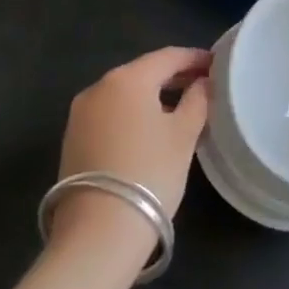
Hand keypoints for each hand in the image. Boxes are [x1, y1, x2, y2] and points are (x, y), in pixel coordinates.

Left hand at [52, 47, 210, 263]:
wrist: (98, 232)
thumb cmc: (150, 173)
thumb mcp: (184, 135)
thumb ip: (197, 101)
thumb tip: (202, 83)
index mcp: (127, 78)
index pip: (167, 56)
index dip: (194, 58)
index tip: (216, 64)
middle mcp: (99, 87)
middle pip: (143, 72)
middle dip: (173, 76)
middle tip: (202, 85)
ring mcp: (81, 113)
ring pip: (125, 94)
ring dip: (152, 96)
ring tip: (180, 109)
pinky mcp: (72, 139)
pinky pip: (110, 113)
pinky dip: (133, 113)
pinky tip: (150, 129)